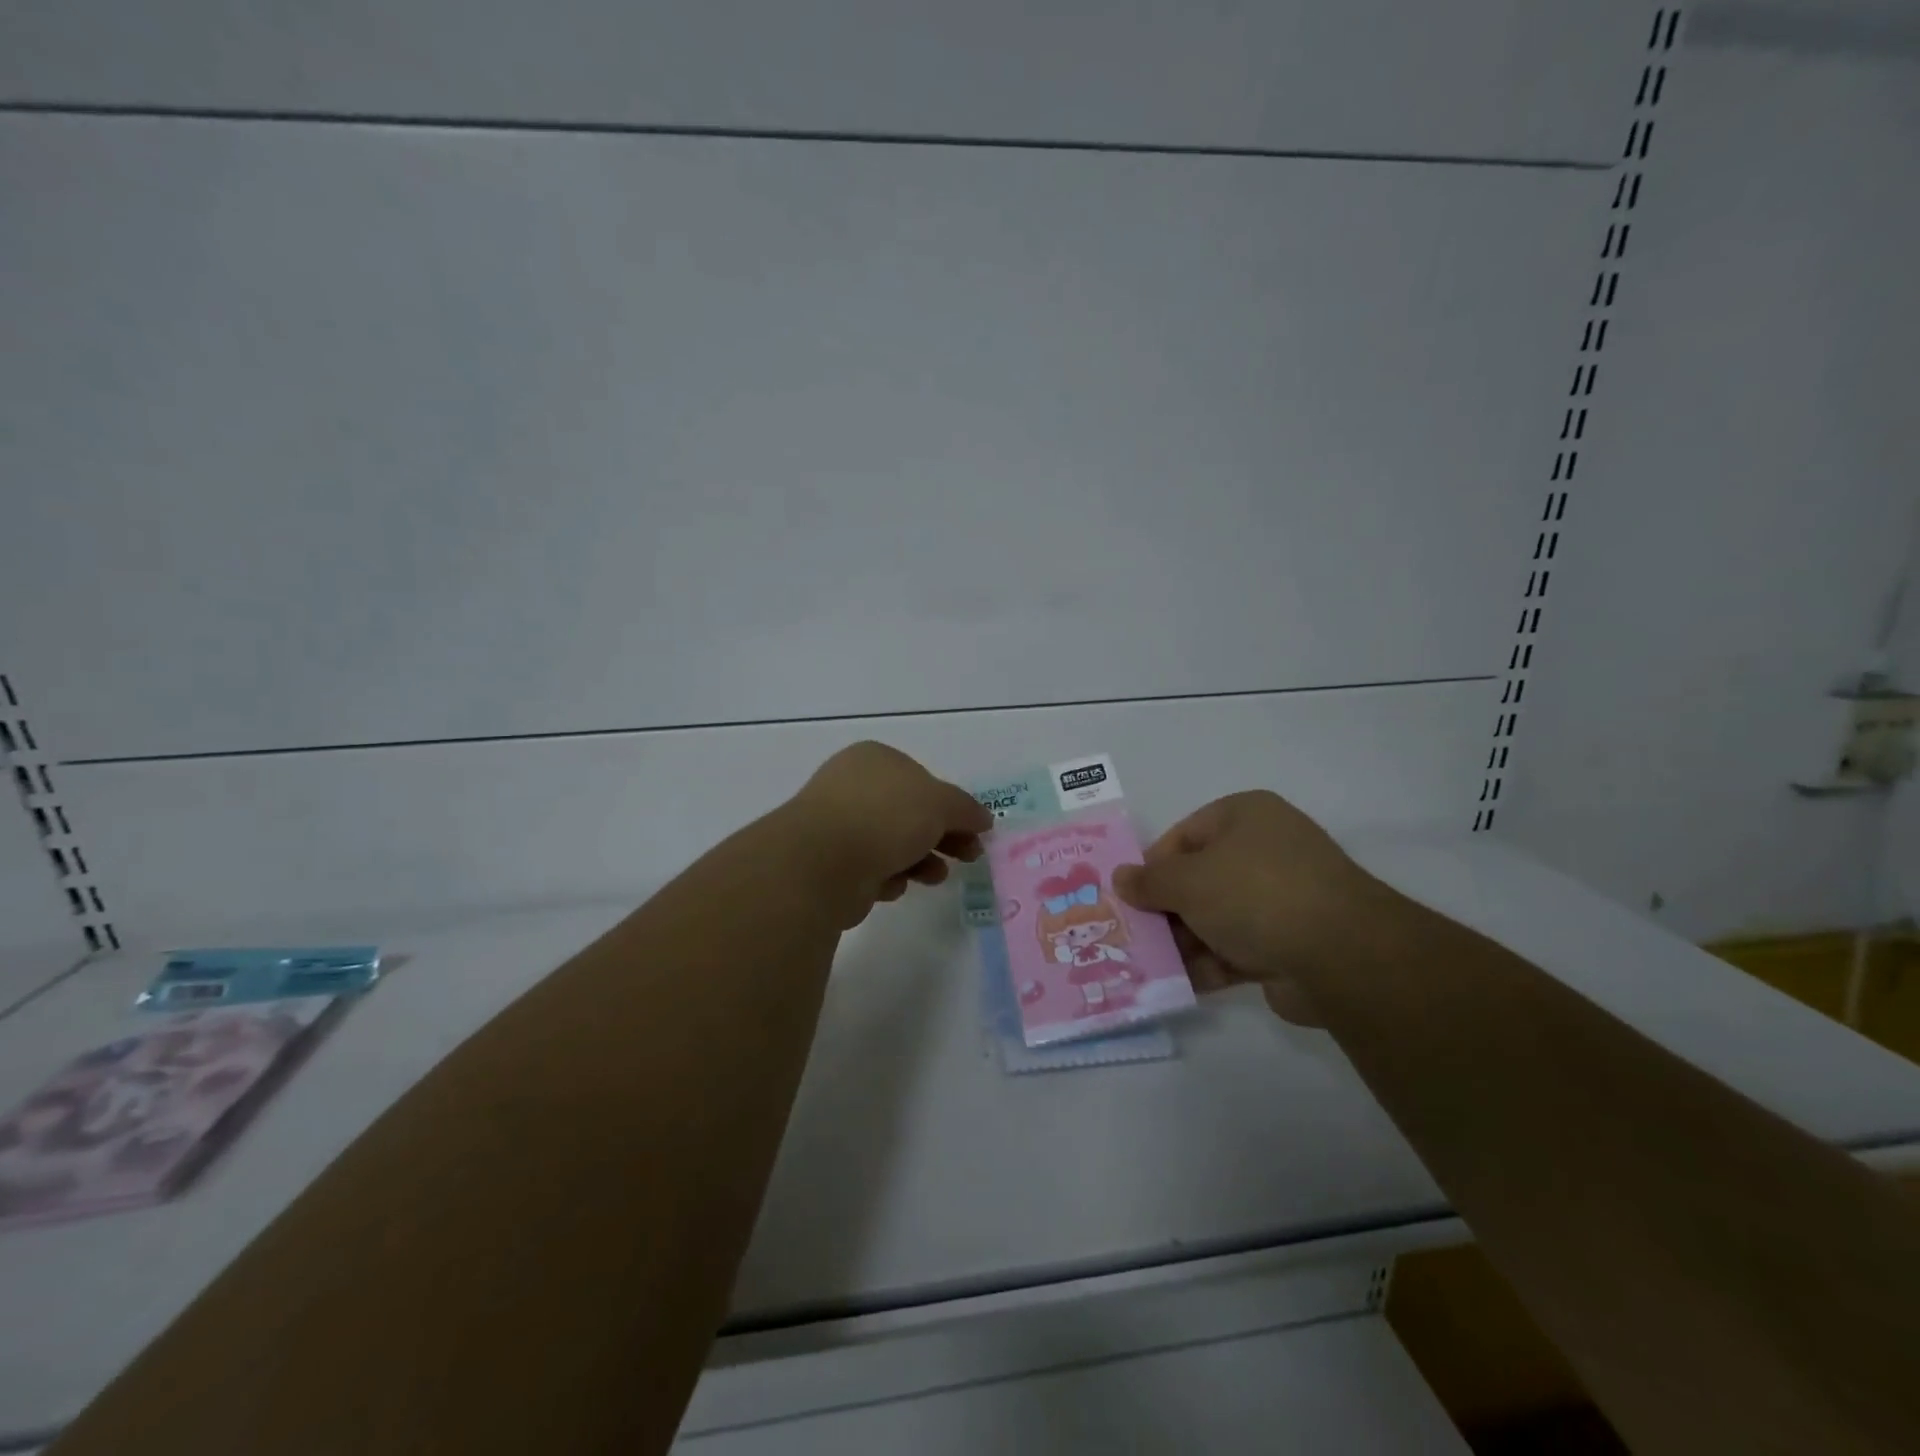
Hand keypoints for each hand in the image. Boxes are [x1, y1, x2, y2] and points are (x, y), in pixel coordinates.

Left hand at [783, 742, 992, 923]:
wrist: (824, 861)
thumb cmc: (886, 817)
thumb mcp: (940, 804)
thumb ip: (965, 809)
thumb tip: (983, 818)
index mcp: (875, 759)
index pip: (922, 779)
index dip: (951, 805)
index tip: (975, 830)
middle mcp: (852, 786)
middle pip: (910, 813)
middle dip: (942, 836)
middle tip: (969, 856)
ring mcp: (838, 825)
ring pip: (892, 843)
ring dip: (921, 860)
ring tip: (936, 877)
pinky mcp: (830, 863)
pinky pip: (871, 869)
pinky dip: (888, 877)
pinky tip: (893, 885)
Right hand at [1113, 790, 1387, 1023]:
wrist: (1340, 954)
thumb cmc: (1253, 893)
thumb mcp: (1187, 880)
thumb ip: (1149, 881)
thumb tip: (1119, 877)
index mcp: (1245, 817)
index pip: (1185, 835)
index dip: (1153, 864)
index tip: (1129, 895)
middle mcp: (1265, 851)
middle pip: (1199, 878)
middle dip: (1165, 908)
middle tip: (1131, 933)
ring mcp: (1281, 899)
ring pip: (1216, 917)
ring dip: (1182, 941)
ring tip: (1143, 963)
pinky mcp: (1289, 944)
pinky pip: (1236, 950)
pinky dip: (1207, 965)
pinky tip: (1174, 984)